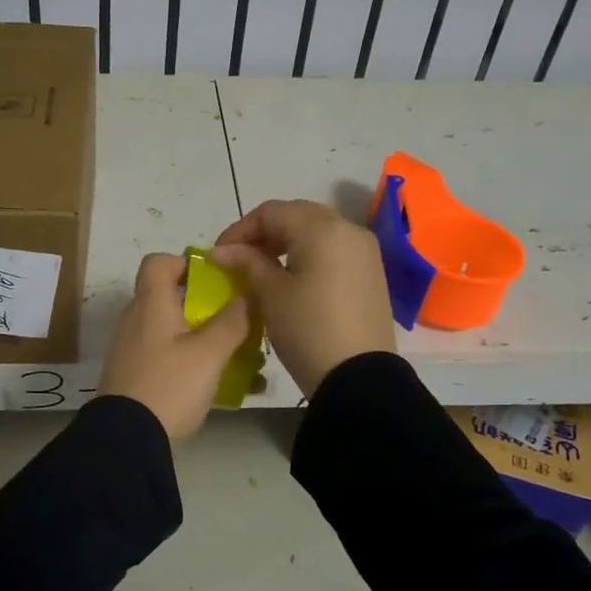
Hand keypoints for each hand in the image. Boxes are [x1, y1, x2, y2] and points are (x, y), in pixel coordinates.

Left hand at [98, 252, 253, 440]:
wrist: (126, 440)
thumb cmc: (169, 386)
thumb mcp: (209, 354)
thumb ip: (232, 322)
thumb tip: (248, 295)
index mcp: (150, 305)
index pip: (159, 262)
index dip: (187, 263)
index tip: (216, 281)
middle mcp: (137, 320)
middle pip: (172, 297)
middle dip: (208, 307)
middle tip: (238, 322)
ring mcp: (133, 350)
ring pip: (174, 331)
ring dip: (205, 338)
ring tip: (240, 359)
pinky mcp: (135, 376)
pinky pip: (168, 357)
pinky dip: (193, 362)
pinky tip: (221, 385)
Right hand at [211, 199, 394, 397]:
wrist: (359, 378)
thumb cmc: (308, 330)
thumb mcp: (271, 294)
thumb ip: (247, 263)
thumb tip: (222, 250)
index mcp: (322, 229)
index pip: (271, 212)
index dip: (240, 229)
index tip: (219, 255)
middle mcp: (348, 229)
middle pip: (297, 216)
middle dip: (263, 232)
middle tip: (238, 258)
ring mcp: (365, 251)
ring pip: (317, 232)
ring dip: (286, 243)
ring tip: (261, 269)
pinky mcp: (371, 273)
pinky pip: (333, 250)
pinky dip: (308, 255)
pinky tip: (291, 279)